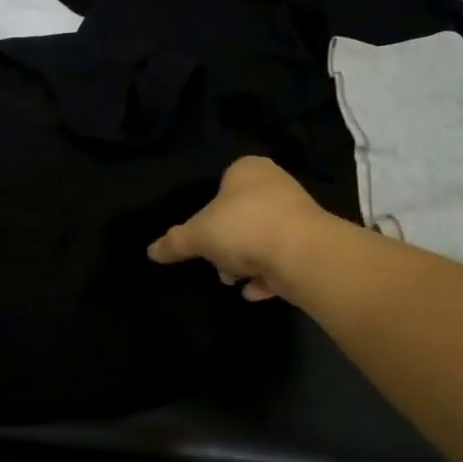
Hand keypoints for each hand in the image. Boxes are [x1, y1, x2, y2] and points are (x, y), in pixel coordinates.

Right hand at [148, 157, 334, 301]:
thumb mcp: (197, 235)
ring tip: (233, 279)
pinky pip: (280, 260)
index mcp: (248, 170)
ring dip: (245, 261)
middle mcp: (276, 186)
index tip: (201, 234)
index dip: (207, 211)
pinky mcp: (312, 244)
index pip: (221, 183)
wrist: (303, 254)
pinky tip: (252, 291)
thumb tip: (151, 251)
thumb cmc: (244, 228)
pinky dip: (266, 275)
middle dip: (226, 242)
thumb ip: (174, 242)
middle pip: (240, 214)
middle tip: (216, 260)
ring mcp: (297, 215)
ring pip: (261, 238)